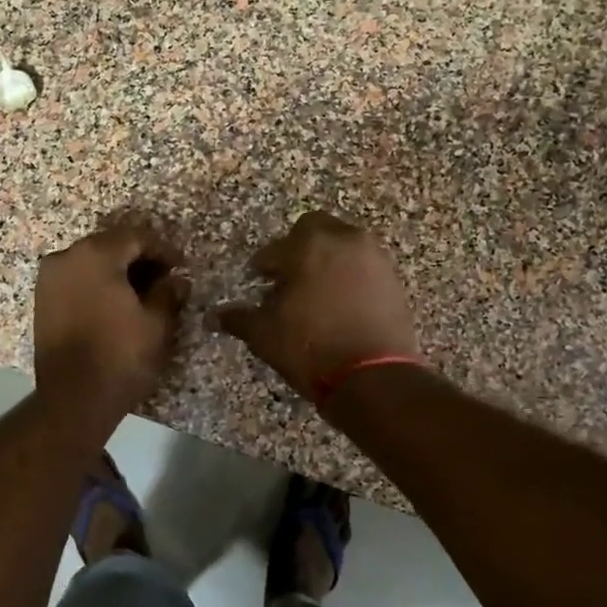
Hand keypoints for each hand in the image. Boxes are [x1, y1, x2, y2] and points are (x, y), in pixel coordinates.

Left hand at [34, 222, 189, 413]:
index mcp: (96, 254)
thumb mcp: (156, 323)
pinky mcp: (42, 301)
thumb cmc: (120, 355)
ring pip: (91, 262)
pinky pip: (76, 280)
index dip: (163, 249)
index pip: (136, 237)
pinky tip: (116, 303)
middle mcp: (66, 257)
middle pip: (110, 245)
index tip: (181, 265)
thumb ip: (168, 293)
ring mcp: (49, 279)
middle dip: (139, 258)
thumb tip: (176, 281)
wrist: (74, 398)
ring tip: (142, 292)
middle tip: (164, 276)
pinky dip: (97, 284)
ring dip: (117, 271)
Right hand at [213, 213, 419, 400]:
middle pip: (316, 229)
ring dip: (327, 260)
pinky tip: (339, 304)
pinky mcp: (394, 280)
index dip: (263, 264)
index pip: (277, 247)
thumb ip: (239, 318)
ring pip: (344, 246)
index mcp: (310, 245)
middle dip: (299, 247)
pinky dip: (350, 277)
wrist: (373, 377)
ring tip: (314, 292)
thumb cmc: (311, 346)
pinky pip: (365, 267)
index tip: (258, 279)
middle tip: (287, 276)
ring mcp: (375, 259)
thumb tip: (212, 316)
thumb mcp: (265, 334)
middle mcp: (345, 240)